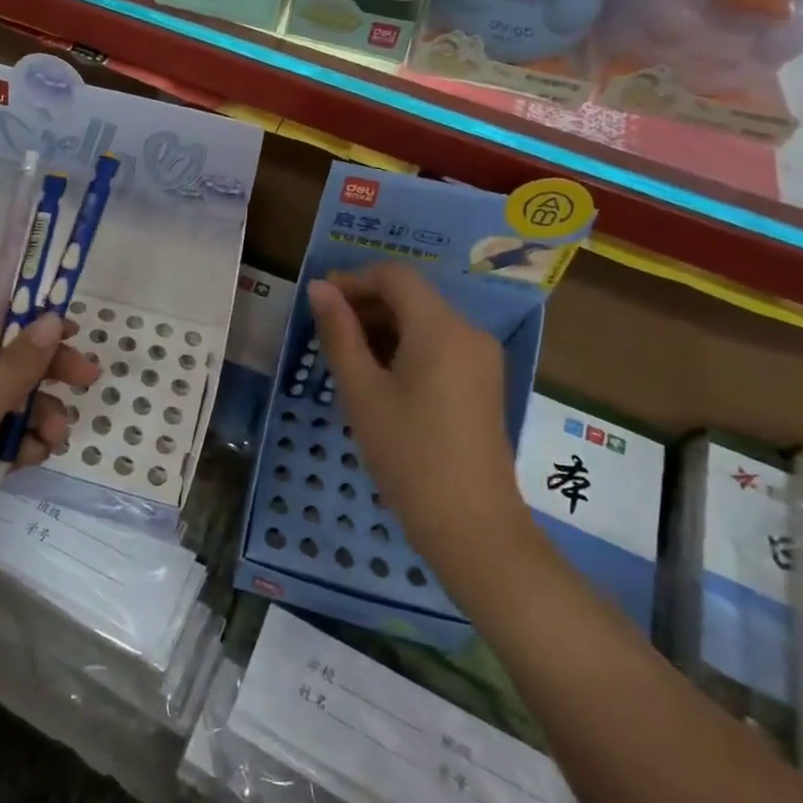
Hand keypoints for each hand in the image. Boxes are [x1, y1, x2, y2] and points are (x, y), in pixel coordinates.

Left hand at [0, 299, 97, 629]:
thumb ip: (19, 363)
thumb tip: (50, 319)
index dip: (29, 317)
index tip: (71, 331)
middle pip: (3, 360)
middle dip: (44, 371)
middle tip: (87, 379)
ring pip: (6, 404)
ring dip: (37, 415)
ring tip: (54, 437)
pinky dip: (19, 446)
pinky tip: (34, 459)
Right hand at [307, 264, 529, 589]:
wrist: (472, 526)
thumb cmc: (408, 453)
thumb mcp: (361, 390)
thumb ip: (338, 332)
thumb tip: (319, 289)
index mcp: (441, 327)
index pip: (394, 276)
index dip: (353, 280)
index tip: (319, 303)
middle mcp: (468, 332)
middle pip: (411, 296)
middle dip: (366, 304)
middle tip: (325, 332)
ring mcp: (481, 359)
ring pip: (424, 321)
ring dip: (383, 327)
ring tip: (346, 357)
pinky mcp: (483, 383)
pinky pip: (439, 345)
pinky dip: (406, 347)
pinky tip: (379, 377)